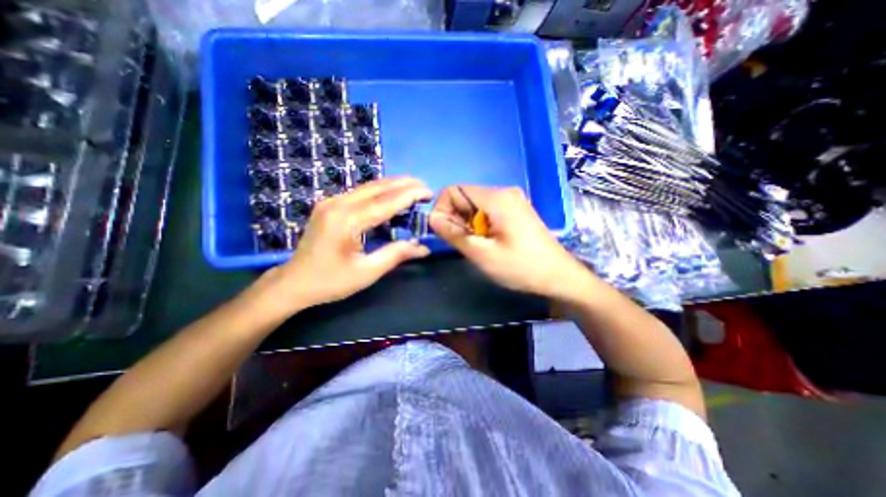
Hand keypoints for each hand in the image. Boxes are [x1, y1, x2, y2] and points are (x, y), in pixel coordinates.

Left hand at [253, 177, 433, 316]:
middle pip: (377, 187)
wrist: (293, 282)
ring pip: (368, 187)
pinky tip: (391, 196)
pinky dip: (380, 192)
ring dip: (393, 185)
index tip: (429, 192)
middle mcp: (338, 204)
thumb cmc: (330, 281)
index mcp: (347, 221)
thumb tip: (423, 248)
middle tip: (425, 187)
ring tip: (414, 188)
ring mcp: (331, 202)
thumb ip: (395, 255)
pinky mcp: (330, 205)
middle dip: (404, 184)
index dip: (409, 195)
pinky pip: (360, 193)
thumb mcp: (367, 273)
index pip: (386, 202)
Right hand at [432, 186, 594, 301]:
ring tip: (477, 245)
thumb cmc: (521, 267)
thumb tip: (432, 219)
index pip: (454, 190)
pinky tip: (487, 242)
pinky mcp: (515, 211)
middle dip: (455, 218)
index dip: (442, 209)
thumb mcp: (482, 254)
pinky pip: (487, 211)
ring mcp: (511, 201)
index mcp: (496, 198)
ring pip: (474, 205)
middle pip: (464, 197)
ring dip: (467, 224)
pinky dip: (479, 225)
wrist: (559, 276)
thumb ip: (454, 234)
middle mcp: (503, 192)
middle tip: (464, 243)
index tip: (445, 232)